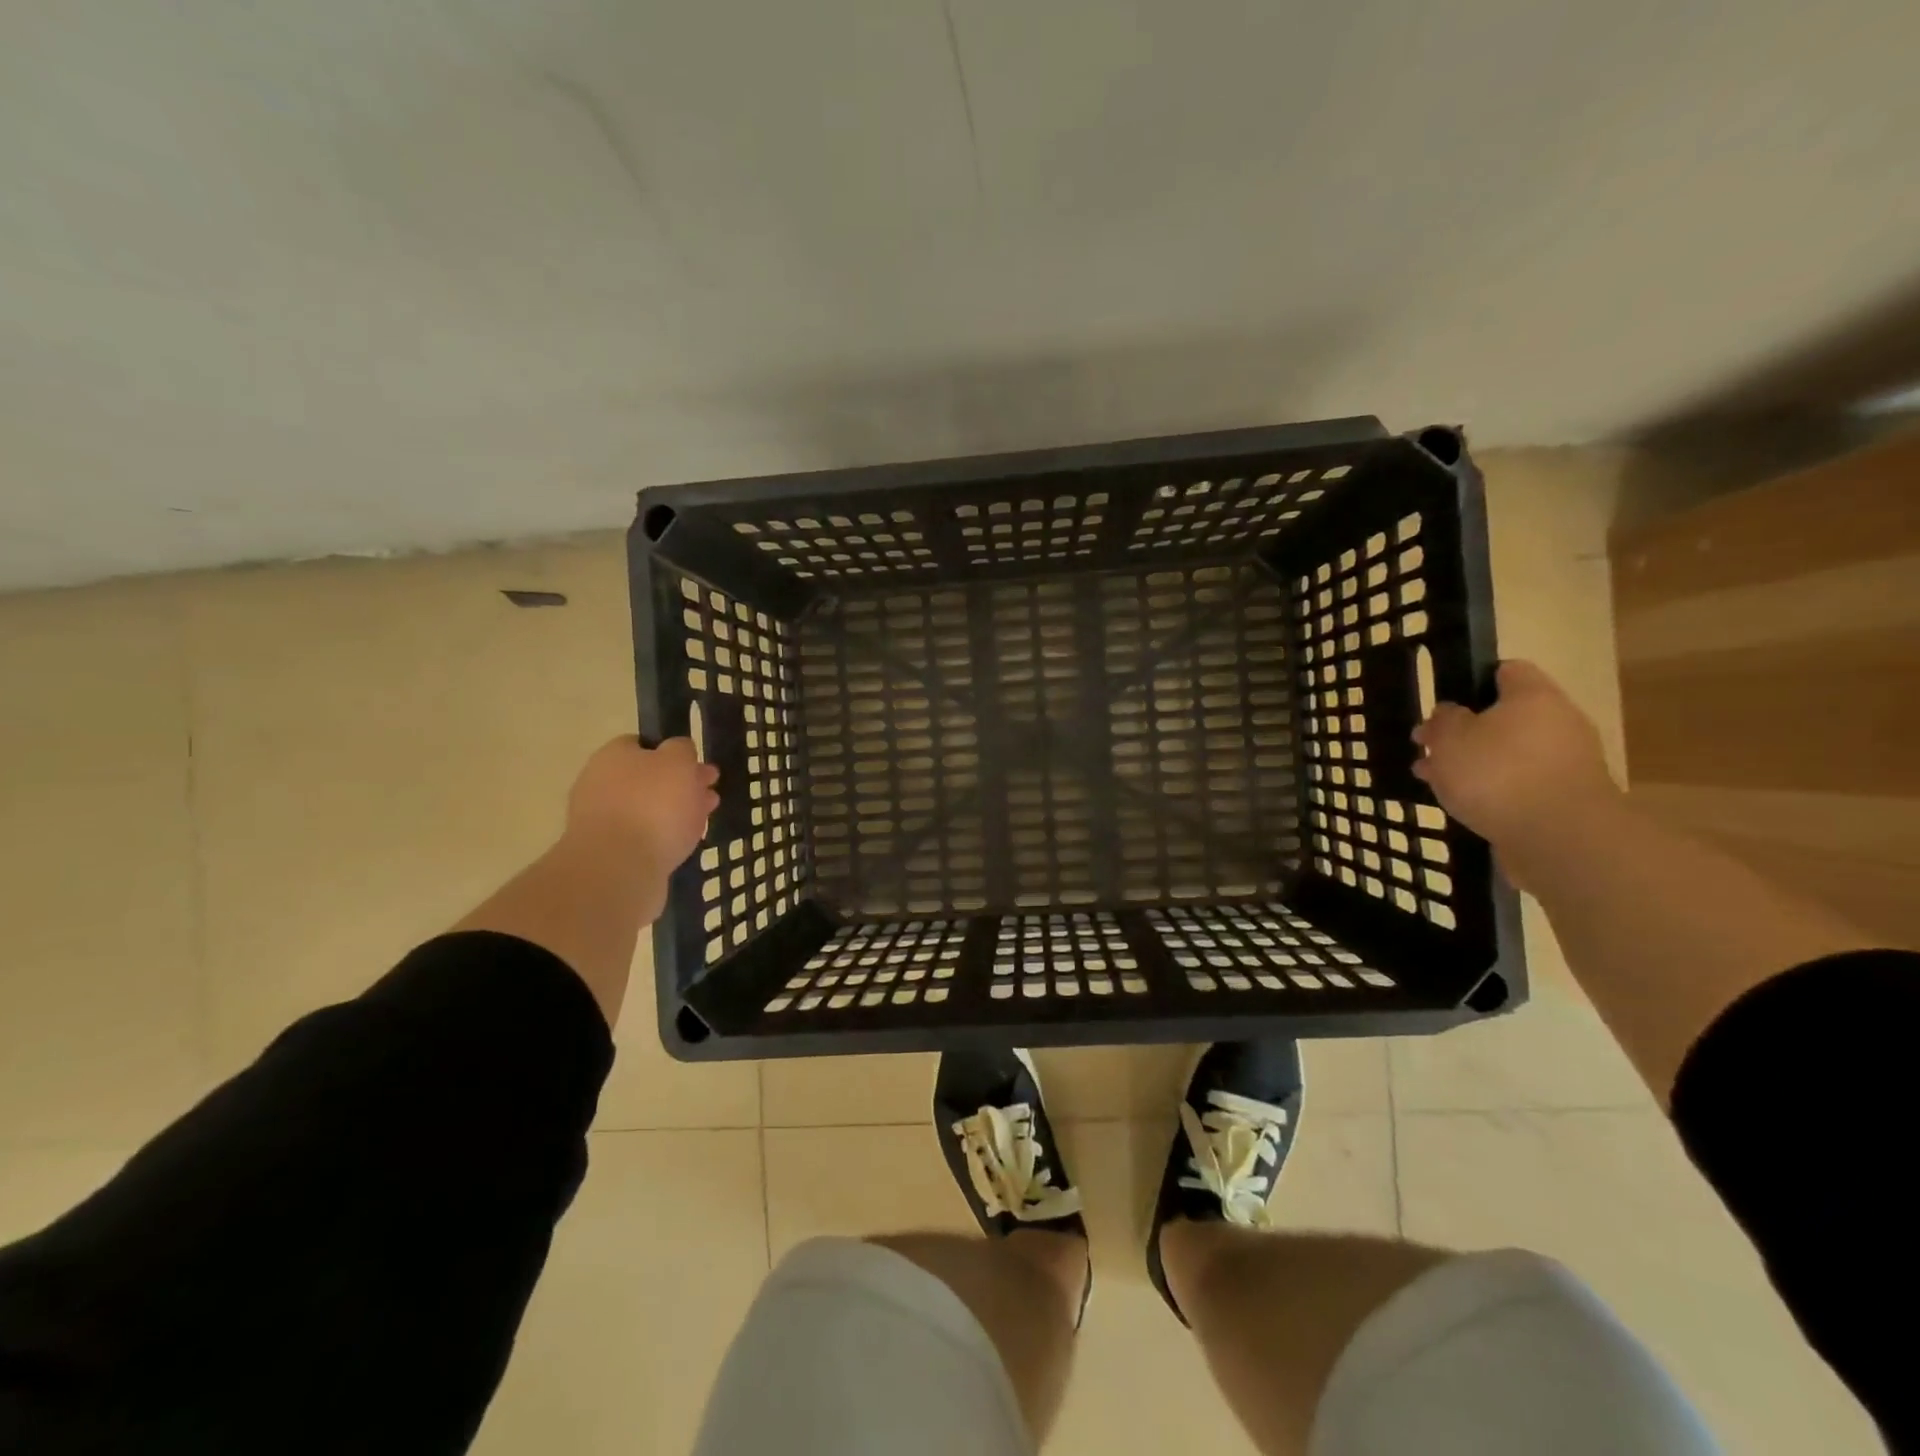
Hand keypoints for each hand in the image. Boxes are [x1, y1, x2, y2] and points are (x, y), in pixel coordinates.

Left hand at [564, 736, 718, 870]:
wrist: (619, 870)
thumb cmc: (653, 806)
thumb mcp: (678, 762)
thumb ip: (681, 750)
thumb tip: (678, 750)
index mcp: (613, 756)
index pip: (643, 745)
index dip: (673, 754)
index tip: (698, 767)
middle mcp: (600, 784)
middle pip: (647, 779)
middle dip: (679, 786)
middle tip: (710, 795)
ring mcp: (600, 821)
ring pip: (646, 810)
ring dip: (674, 813)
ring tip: (703, 822)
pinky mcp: (607, 853)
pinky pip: (642, 838)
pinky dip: (662, 838)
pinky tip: (682, 844)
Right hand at [1411, 660, 1618, 847]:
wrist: (1560, 838)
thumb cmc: (1497, 773)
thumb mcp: (1450, 739)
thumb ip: (1444, 720)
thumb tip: (1451, 712)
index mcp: (1533, 696)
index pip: (1505, 670)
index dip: (1471, 680)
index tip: (1442, 701)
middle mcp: (1558, 722)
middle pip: (1504, 717)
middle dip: (1464, 731)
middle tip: (1427, 747)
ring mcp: (1566, 762)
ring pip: (1507, 753)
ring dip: (1472, 763)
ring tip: (1433, 779)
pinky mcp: (1564, 798)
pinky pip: (1519, 783)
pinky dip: (1492, 789)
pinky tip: (1462, 803)